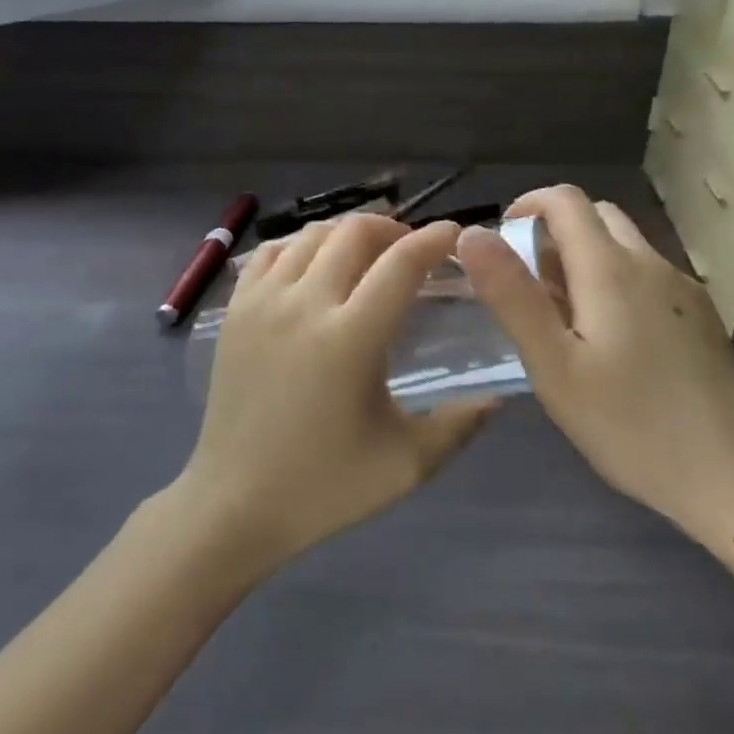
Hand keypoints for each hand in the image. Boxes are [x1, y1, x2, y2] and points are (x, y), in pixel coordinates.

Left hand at [175, 214, 492, 575]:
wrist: (235, 504)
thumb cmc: (324, 487)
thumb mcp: (406, 465)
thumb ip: (459, 424)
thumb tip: (498, 395)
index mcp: (350, 338)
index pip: (402, 263)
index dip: (435, 239)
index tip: (456, 235)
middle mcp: (305, 304)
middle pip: (355, 232)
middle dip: (393, 229)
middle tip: (412, 252)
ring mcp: (263, 301)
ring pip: (312, 234)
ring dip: (348, 234)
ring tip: (367, 256)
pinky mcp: (235, 309)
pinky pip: (272, 252)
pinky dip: (301, 245)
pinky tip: (315, 267)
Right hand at [457, 186, 733, 552]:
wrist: (731, 475)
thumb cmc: (629, 424)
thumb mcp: (553, 365)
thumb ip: (511, 295)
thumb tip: (472, 235)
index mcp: (610, 268)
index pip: (565, 200)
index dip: (527, 206)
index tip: (502, 243)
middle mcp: (650, 263)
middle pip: (596, 216)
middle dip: (555, 233)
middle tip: (530, 287)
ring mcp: (682, 287)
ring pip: (624, 245)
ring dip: (585, 258)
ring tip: (566, 319)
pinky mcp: (700, 314)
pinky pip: (646, 274)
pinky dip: (615, 280)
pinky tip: (612, 341)